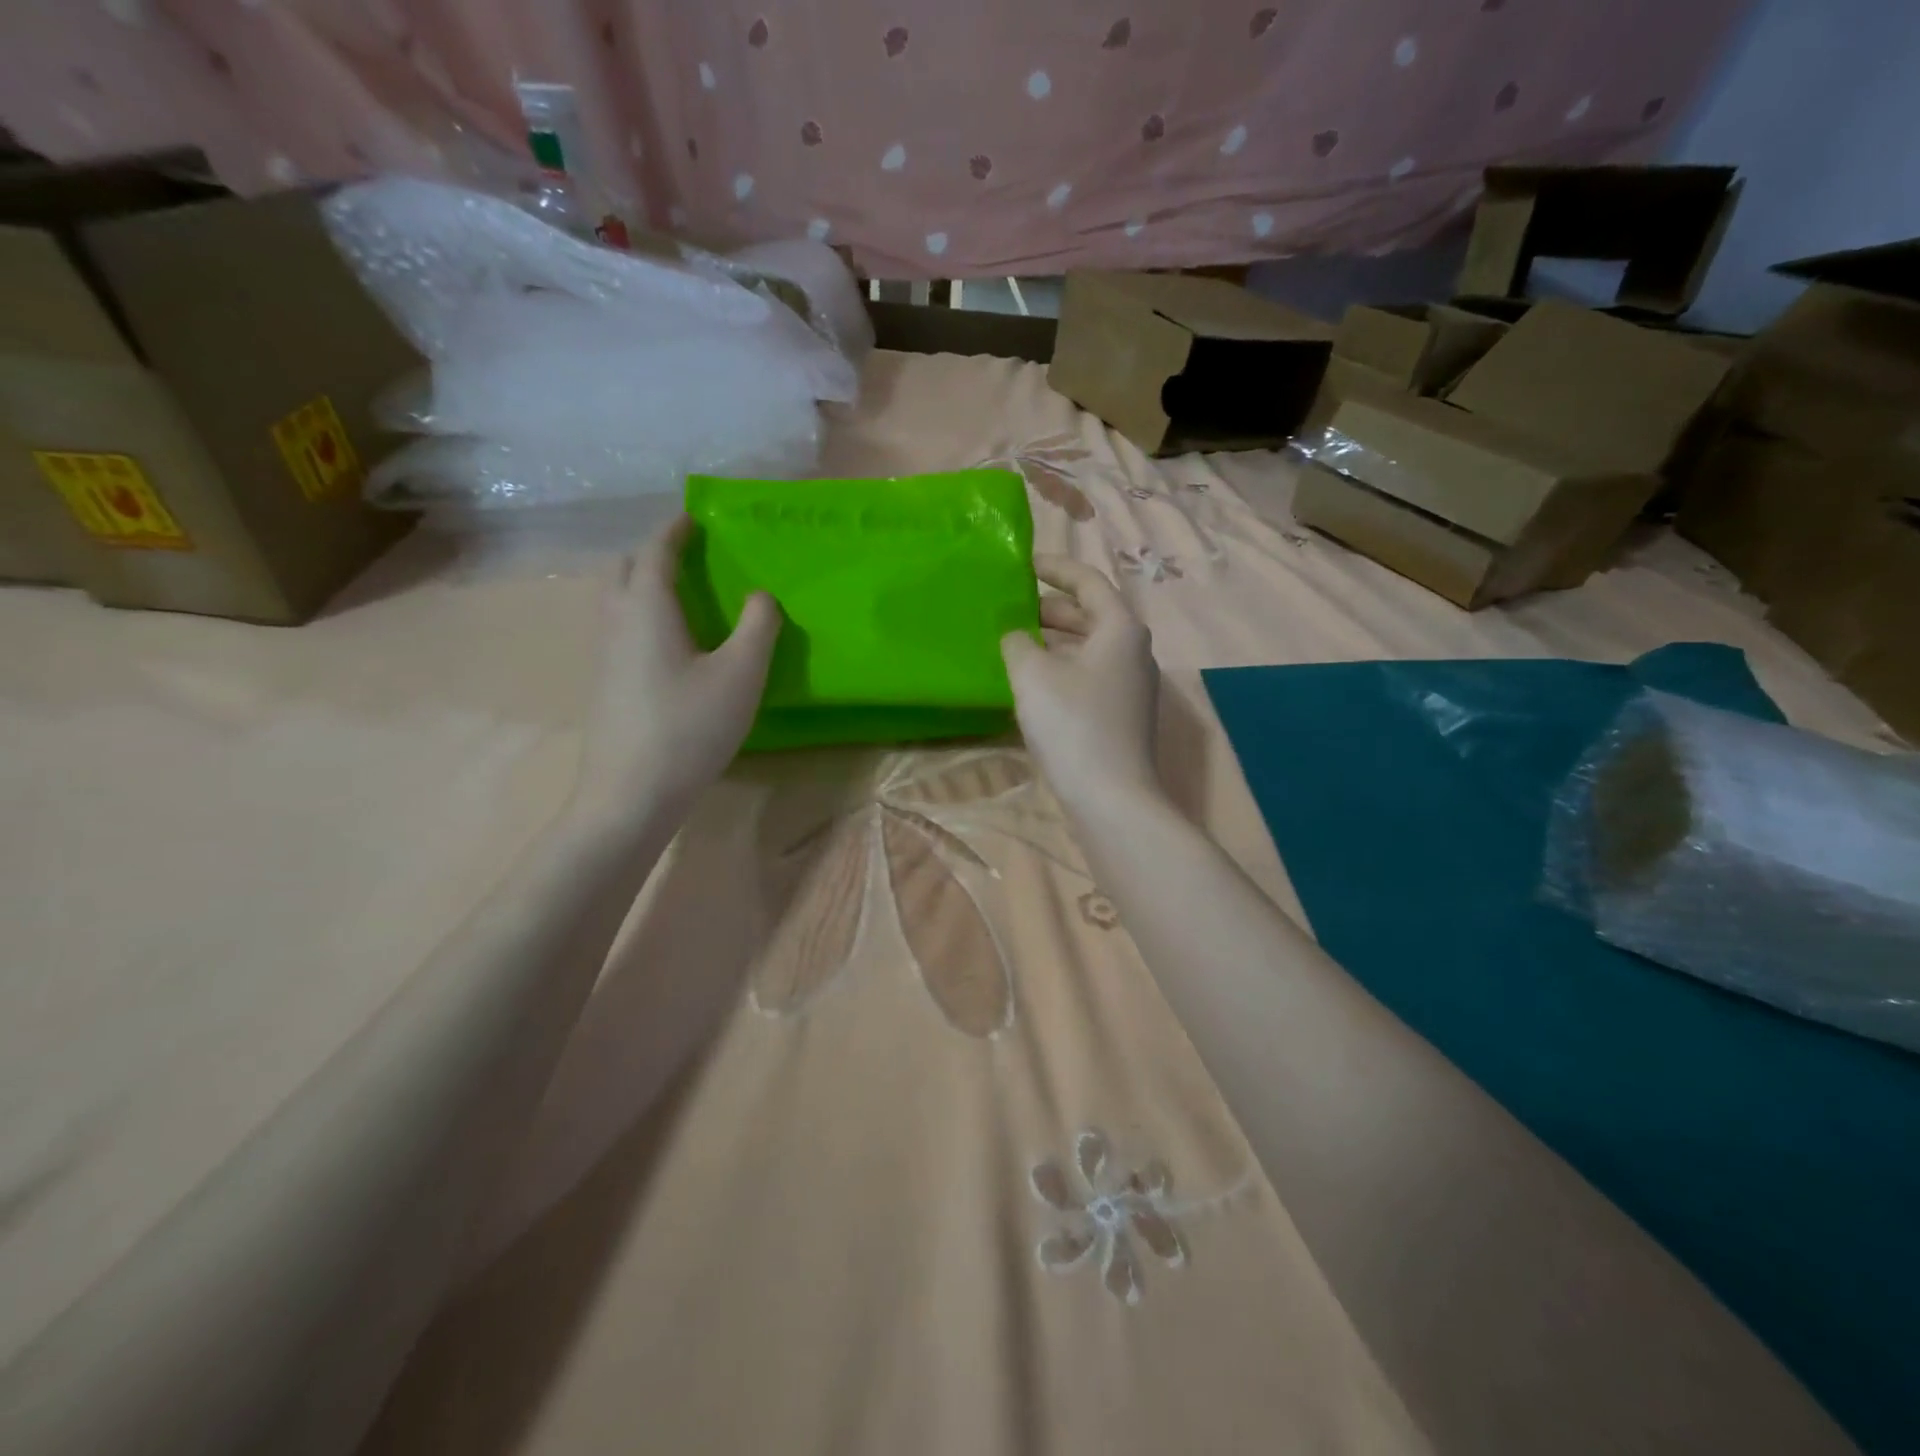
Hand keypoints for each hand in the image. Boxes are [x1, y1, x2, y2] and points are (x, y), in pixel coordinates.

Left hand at [570, 513, 780, 828]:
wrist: (630, 794)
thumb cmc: (689, 727)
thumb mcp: (741, 674)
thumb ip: (758, 626)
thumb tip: (761, 595)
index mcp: (646, 606)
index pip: (655, 550)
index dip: (675, 529)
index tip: (695, 516)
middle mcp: (616, 620)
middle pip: (625, 568)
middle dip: (654, 552)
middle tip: (690, 555)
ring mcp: (603, 653)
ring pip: (617, 599)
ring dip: (644, 583)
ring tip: (684, 594)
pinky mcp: (604, 682)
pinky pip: (619, 627)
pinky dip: (641, 613)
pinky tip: (671, 643)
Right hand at [1000, 555, 1163, 819]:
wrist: (1111, 797)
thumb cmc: (1073, 724)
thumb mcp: (1033, 675)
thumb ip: (1017, 642)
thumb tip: (1015, 635)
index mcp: (1120, 628)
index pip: (1088, 582)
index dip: (1055, 569)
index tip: (1024, 565)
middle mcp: (1133, 651)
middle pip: (1091, 615)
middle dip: (1051, 607)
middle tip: (1011, 606)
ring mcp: (1132, 685)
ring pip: (1089, 647)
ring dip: (1054, 640)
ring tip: (1015, 641)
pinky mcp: (1123, 714)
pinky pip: (1090, 674)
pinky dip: (1062, 666)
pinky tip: (1033, 681)